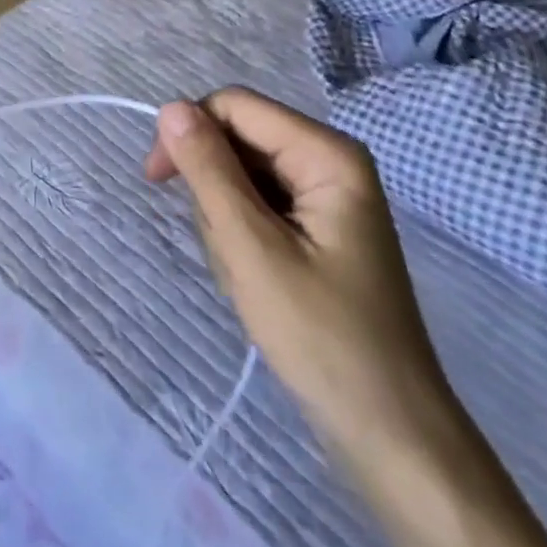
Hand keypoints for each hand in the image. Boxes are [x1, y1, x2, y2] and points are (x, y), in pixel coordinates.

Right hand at [143, 89, 451, 457]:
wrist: (392, 439)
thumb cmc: (322, 339)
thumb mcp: (252, 249)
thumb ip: (208, 171)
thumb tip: (170, 107)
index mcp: (327, 154)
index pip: (234, 106)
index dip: (188, 131)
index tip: (155, 180)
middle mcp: (330, 161)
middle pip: (239, 140)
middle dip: (215, 190)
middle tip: (228, 253)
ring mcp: (326, 196)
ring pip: (242, 175)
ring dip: (226, 221)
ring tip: (248, 277)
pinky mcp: (319, 227)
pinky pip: (259, 205)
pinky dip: (243, 237)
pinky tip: (258, 280)